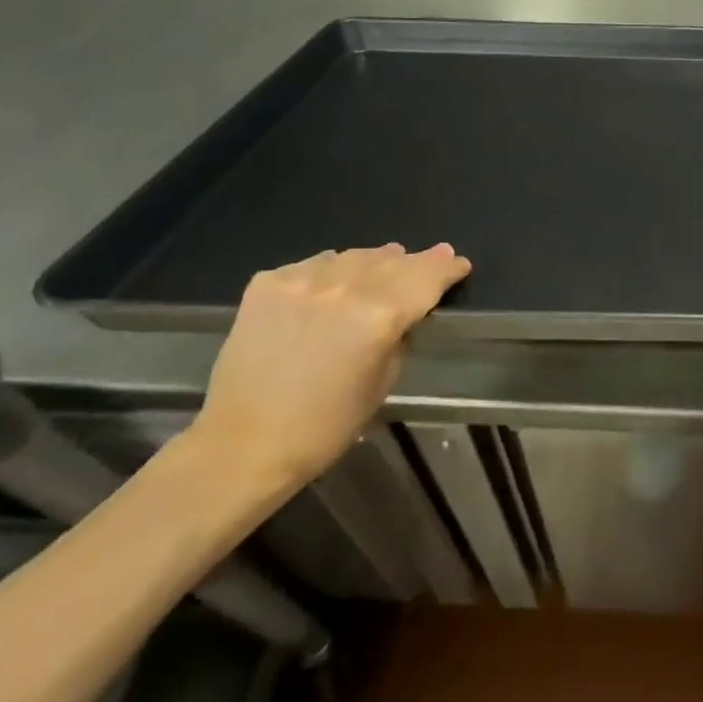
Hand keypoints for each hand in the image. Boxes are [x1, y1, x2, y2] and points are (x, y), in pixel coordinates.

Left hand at [190, 243, 470, 492]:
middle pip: (393, 260)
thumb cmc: (326, 425)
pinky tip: (329, 288)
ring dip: (373, 263)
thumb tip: (407, 309)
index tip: (459, 265)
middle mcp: (343, 288)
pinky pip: (313, 265)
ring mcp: (301, 281)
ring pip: (353, 256)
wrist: (243, 445)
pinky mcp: (267, 283)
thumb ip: (400, 334)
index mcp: (379, 316)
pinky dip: (329, 272)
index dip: (448, 267)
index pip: (427, 275)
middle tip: (430, 259)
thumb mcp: (384, 380)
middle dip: (416, 261)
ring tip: (380, 270)